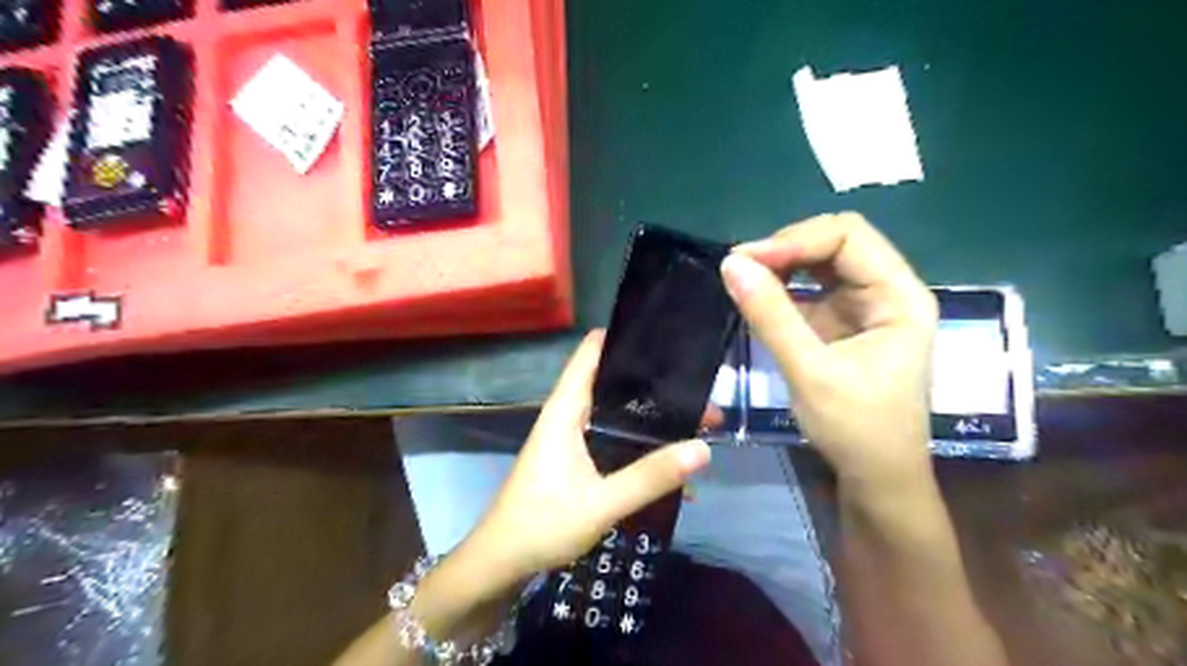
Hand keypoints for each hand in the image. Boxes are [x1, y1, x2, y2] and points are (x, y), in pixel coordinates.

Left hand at [471, 331, 713, 587]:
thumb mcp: (601, 502)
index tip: (663, 332)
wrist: (502, 563)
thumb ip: (650, 477)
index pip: (590, 354)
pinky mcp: (576, 461)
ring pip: (615, 414)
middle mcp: (568, 416)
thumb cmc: (542, 524)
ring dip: (649, 415)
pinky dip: (639, 443)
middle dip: (651, 382)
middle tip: (698, 385)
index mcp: (565, 411)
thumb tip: (703, 448)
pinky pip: (613, 440)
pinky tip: (669, 461)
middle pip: (611, 383)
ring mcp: (571, 439)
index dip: (622, 336)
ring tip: (694, 417)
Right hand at [723, 213, 937, 487]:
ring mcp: (866, 307)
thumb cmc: (856, 430)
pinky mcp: (844, 323)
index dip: (795, 239)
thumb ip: (771, 316)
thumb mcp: (810, 372)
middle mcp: (888, 291)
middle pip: (837, 242)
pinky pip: (812, 289)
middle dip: (787, 248)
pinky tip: (759, 295)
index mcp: (900, 297)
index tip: (746, 259)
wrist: (877, 478)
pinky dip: (783, 287)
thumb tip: (730, 264)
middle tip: (740, 266)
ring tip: (744, 277)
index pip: (849, 236)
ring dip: (783, 264)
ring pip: (822, 262)